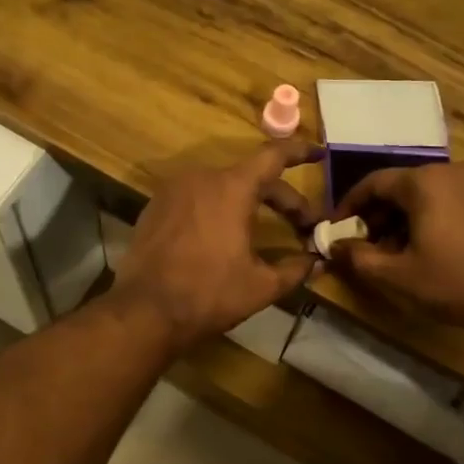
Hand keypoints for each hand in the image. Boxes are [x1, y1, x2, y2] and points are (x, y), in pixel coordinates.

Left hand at [113, 139, 323, 351]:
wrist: (144, 311)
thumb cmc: (208, 295)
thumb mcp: (261, 286)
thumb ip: (295, 269)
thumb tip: (316, 262)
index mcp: (232, 187)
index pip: (274, 156)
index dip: (300, 152)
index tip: (319, 153)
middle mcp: (201, 177)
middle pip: (251, 176)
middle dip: (281, 197)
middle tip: (302, 223)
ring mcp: (173, 190)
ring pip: (222, 186)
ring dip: (248, 202)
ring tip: (263, 227)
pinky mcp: (154, 207)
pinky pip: (196, 198)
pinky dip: (217, 208)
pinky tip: (223, 235)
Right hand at [331, 162, 463, 345]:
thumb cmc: (455, 283)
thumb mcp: (397, 276)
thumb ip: (358, 257)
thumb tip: (334, 246)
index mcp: (424, 182)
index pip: (373, 183)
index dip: (349, 205)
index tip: (336, 229)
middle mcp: (451, 171)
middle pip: (401, 186)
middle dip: (377, 215)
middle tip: (365, 245)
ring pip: (426, 194)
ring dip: (403, 218)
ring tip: (394, 252)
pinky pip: (450, 200)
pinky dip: (430, 218)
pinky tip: (428, 249)